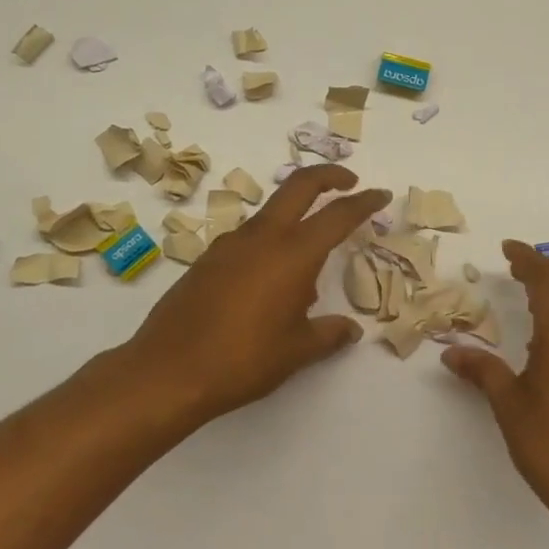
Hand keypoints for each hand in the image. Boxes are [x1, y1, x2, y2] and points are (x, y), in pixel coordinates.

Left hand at [111, 165, 391, 431]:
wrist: (167, 372)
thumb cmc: (243, 360)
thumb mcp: (297, 351)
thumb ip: (329, 334)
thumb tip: (350, 330)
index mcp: (293, 254)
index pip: (337, 215)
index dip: (363, 202)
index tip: (380, 195)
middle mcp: (262, 238)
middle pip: (298, 187)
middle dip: (328, 176)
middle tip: (349, 182)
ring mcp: (229, 245)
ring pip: (271, 213)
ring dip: (295, 216)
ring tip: (308, 266)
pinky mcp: (207, 260)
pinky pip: (248, 239)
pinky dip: (269, 243)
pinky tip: (269, 284)